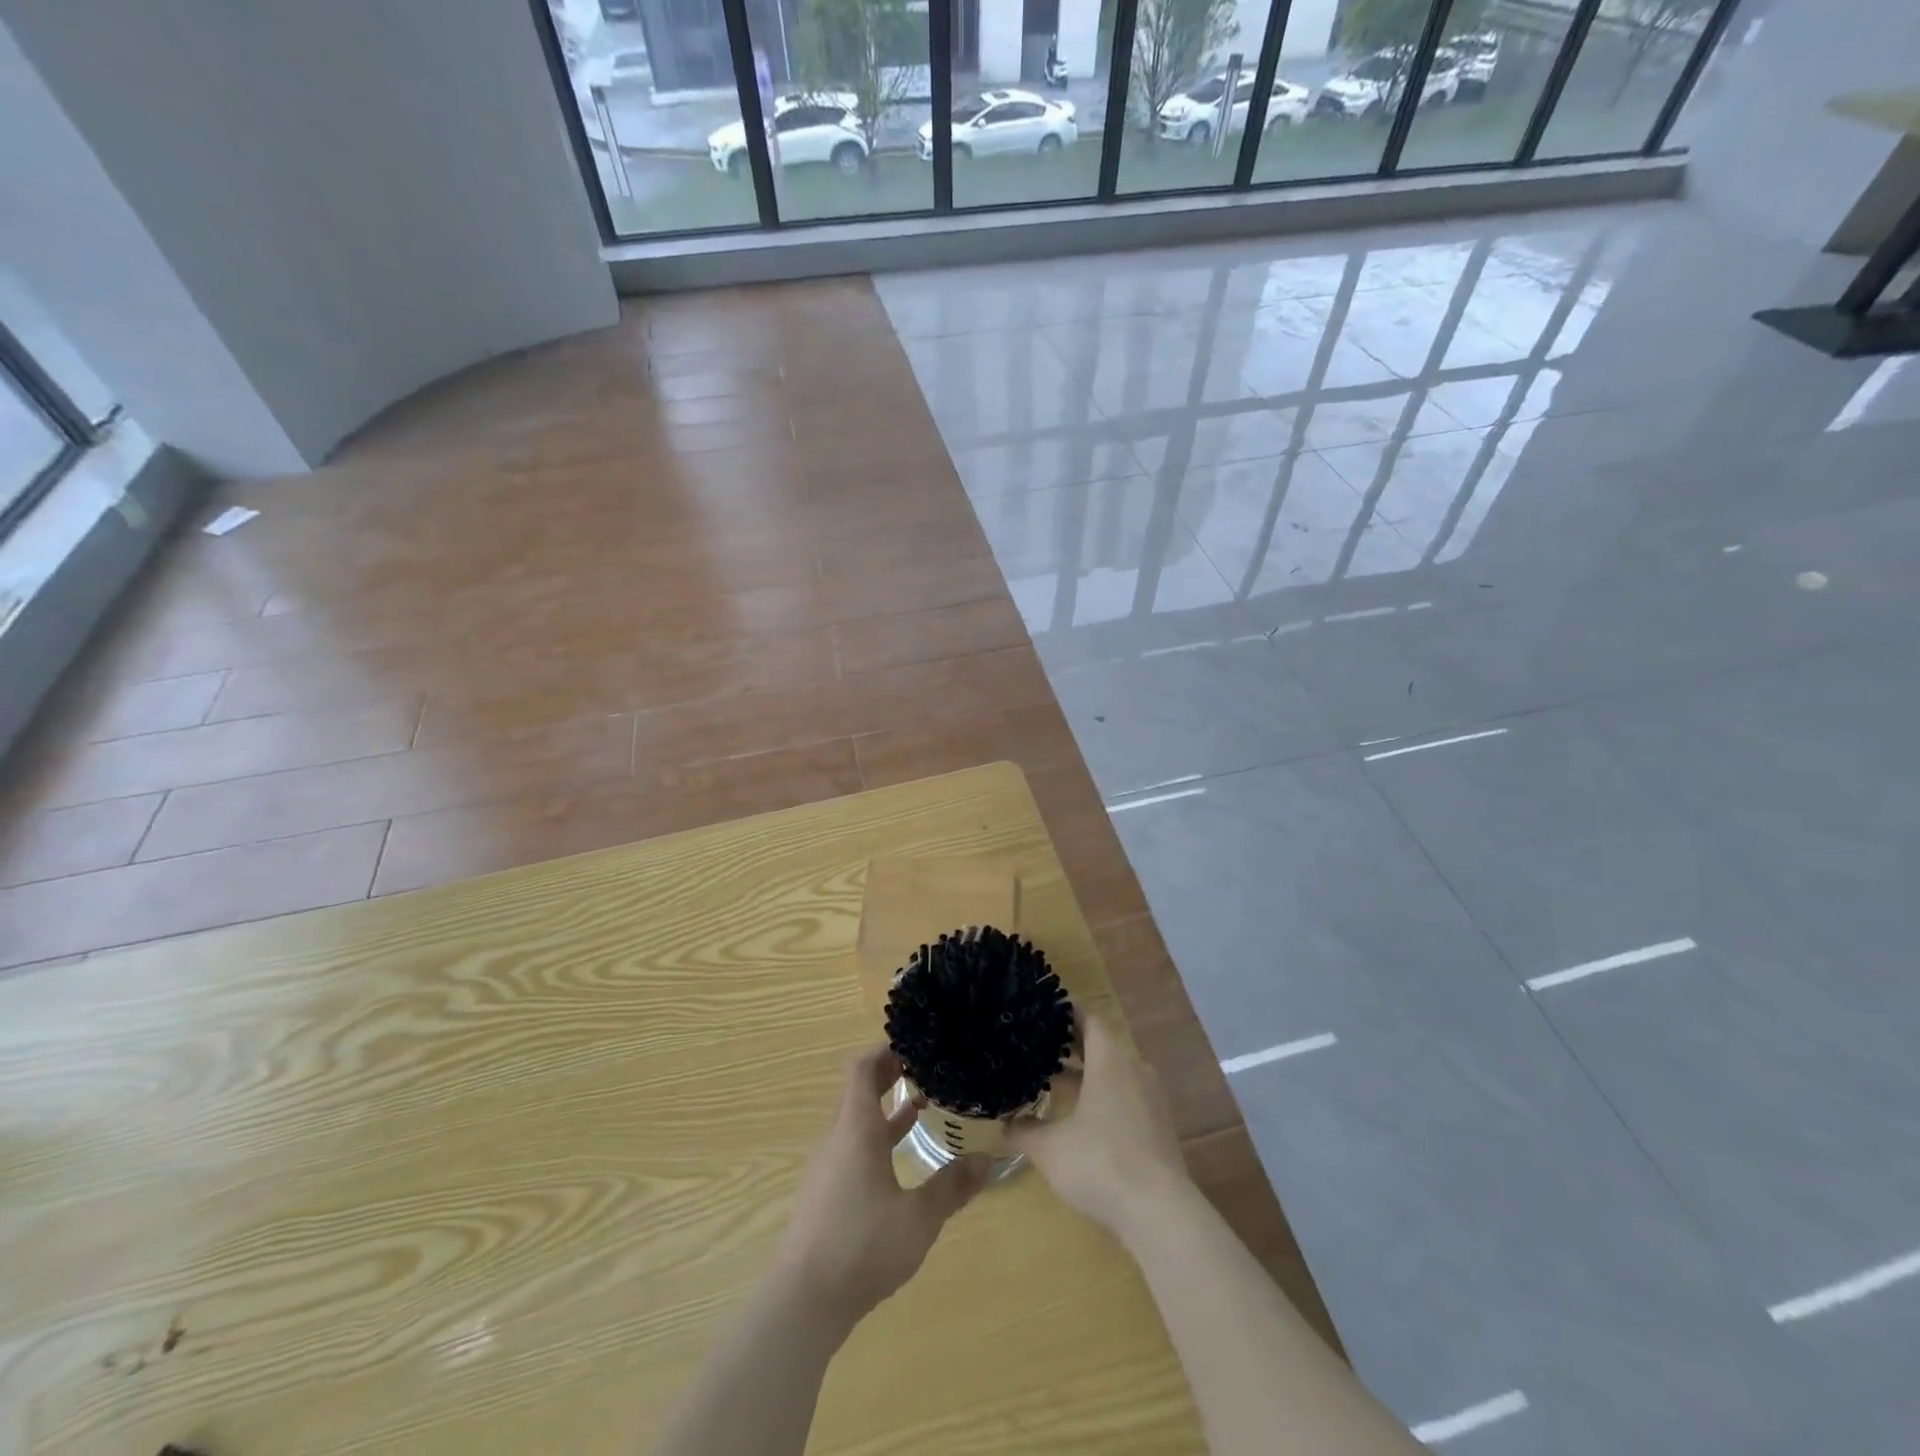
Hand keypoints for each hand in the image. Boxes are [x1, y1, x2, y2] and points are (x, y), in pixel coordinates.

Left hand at [774, 1047, 990, 1330]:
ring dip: (887, 1112)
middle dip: (890, 1076)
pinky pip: (854, 1151)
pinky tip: (902, 1164)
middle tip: (926, 1069)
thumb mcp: (918, 1218)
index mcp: (856, 1130)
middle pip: (860, 1093)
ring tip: (923, 1107)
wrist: (803, 1302)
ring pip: (858, 1125)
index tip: (914, 1044)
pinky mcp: (826, 1196)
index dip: (884, 1050)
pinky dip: (878, 1142)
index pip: (862, 1068)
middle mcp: (839, 1140)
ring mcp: (829, 1169)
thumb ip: (951, 1187)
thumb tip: (986, 1160)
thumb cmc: (862, 1246)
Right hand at [1006, 1015, 1190, 1240]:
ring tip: (1051, 1082)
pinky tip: (1079, 1118)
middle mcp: (1134, 1069)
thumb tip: (1004, 1124)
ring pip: (1113, 1072)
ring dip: (1085, 1075)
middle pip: (1100, 1044)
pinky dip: (1102, 1096)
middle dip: (1070, 1044)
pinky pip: (1125, 1096)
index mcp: (1110, 1060)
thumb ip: (1024, 1131)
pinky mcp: (1157, 1125)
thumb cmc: (1101, 1164)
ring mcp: (1150, 1098)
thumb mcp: (1050, 1148)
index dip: (1065, 1011)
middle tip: (1037, 1044)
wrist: (1160, 1214)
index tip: (1041, 1010)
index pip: (1088, 1018)